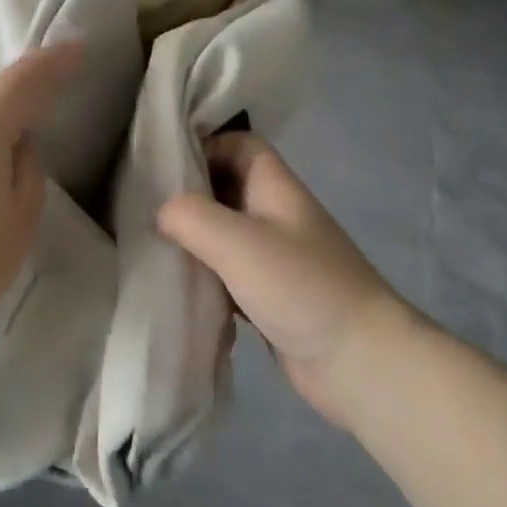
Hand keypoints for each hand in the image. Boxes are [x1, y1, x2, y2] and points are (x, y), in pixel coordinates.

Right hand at [158, 133, 418, 427]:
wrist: (360, 362)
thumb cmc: (301, 286)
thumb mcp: (238, 242)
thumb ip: (191, 217)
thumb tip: (161, 212)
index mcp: (276, 188)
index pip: (241, 145)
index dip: (206, 144)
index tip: (164, 163)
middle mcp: (277, 215)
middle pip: (228, 187)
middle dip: (190, 192)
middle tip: (146, 203)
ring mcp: (276, 258)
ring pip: (225, 232)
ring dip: (194, 237)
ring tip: (152, 243)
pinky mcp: (271, 296)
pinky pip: (229, 273)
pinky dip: (205, 275)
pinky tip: (178, 285)